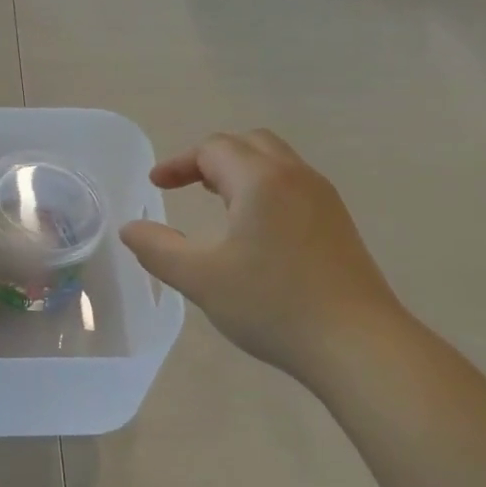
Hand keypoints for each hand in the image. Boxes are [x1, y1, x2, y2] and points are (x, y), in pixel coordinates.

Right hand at [121, 130, 403, 375]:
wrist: (355, 341)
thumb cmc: (272, 305)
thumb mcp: (201, 279)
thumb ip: (158, 249)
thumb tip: (130, 228)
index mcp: (261, 180)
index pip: (214, 149)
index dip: (178, 164)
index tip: (155, 187)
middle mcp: (297, 177)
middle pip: (250, 144)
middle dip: (211, 159)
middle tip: (185, 186)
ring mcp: (324, 200)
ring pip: (277, 164)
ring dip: (241, 172)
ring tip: (216, 202)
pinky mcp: (338, 224)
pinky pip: (294, 187)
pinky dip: (264, 191)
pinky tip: (255, 231)